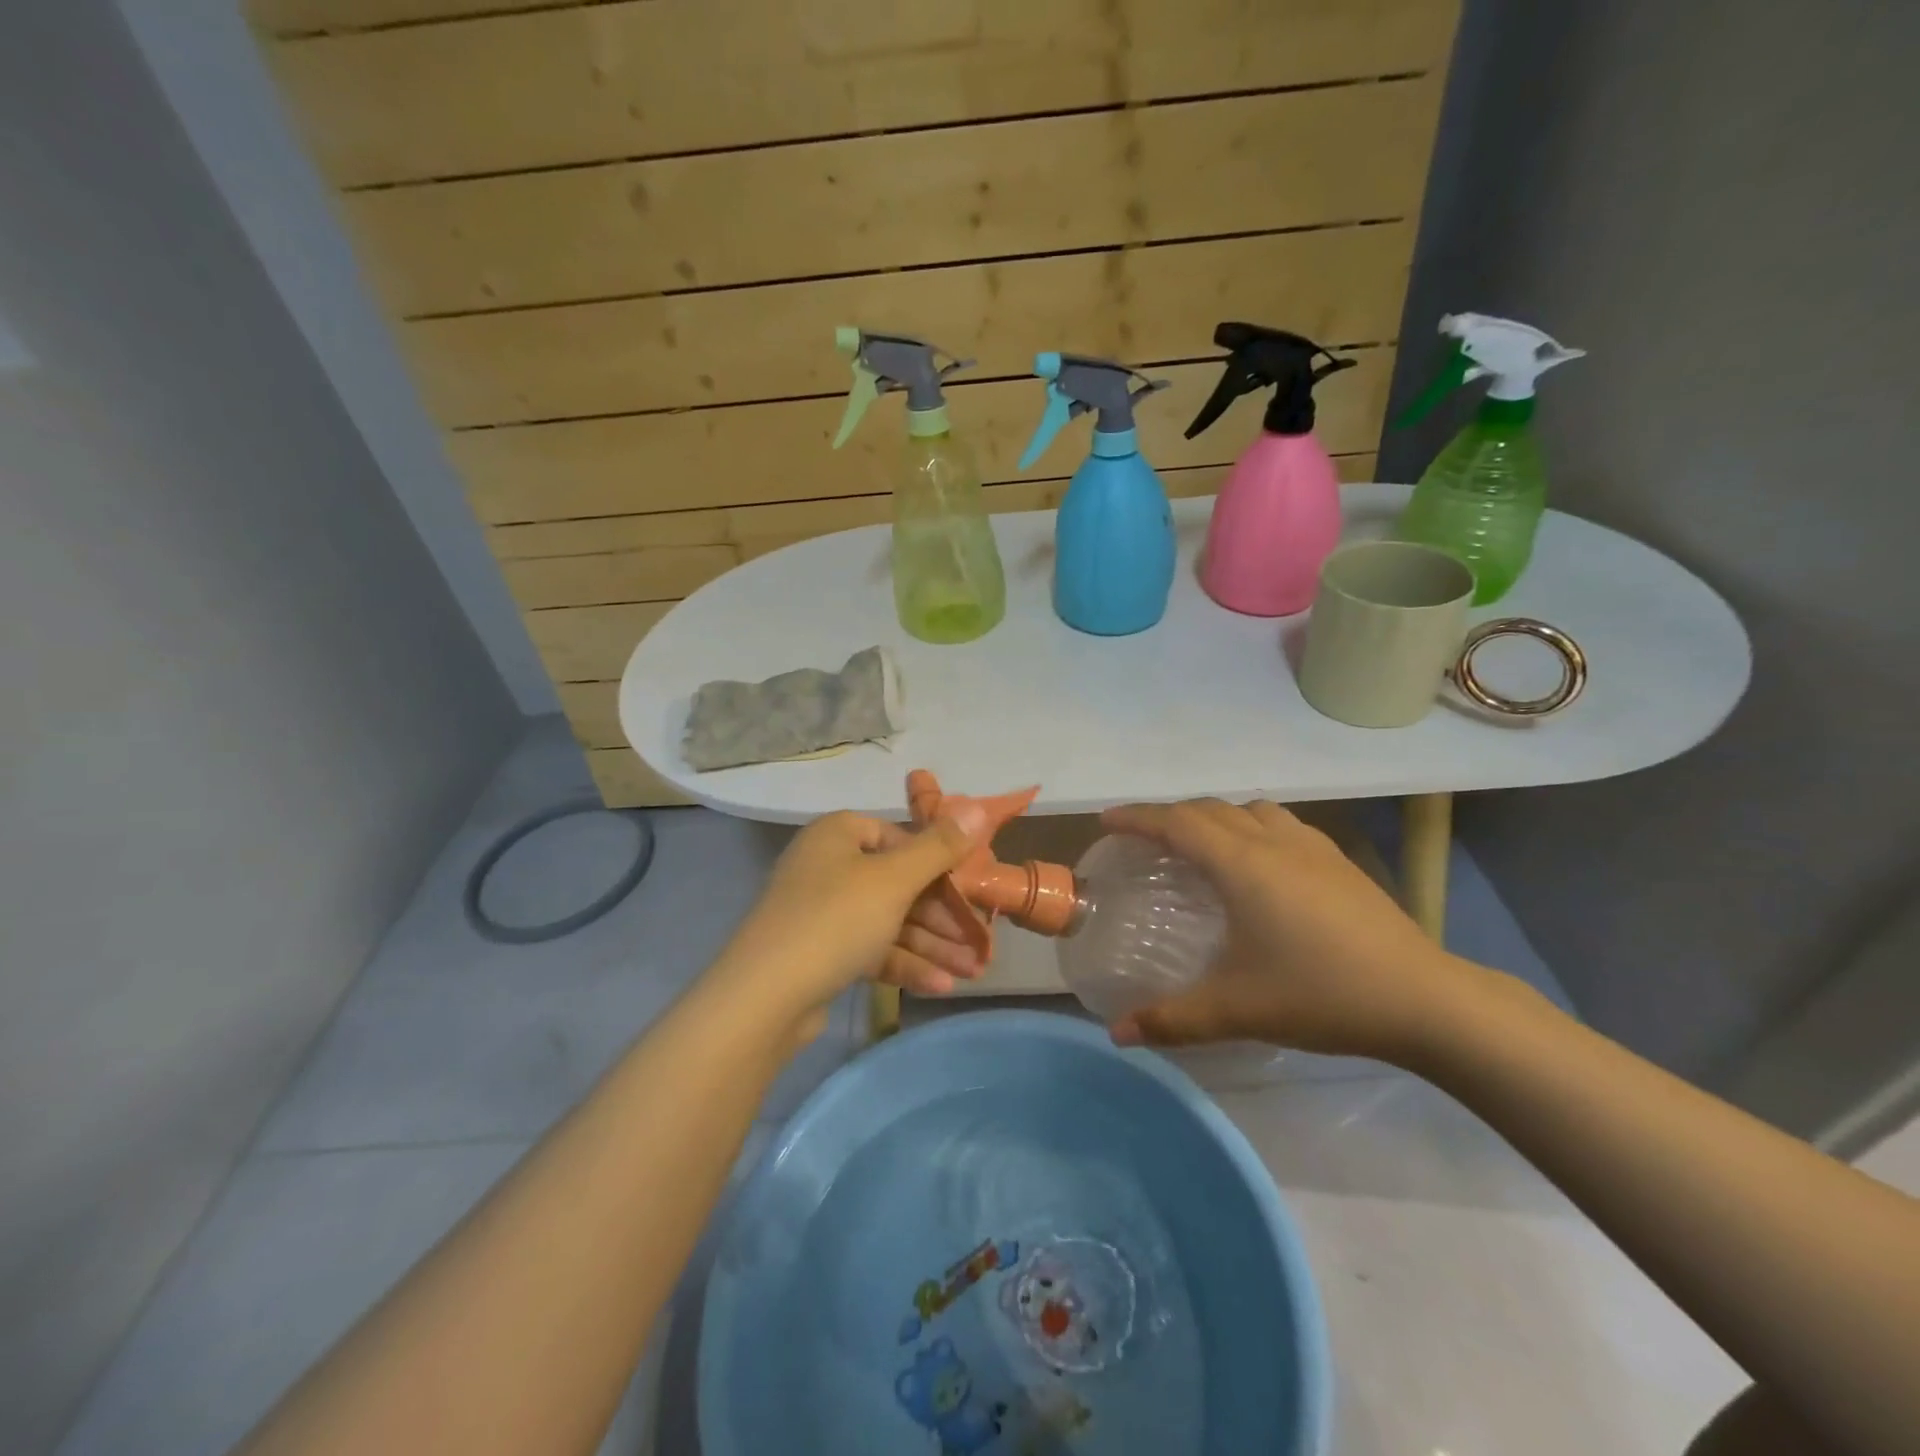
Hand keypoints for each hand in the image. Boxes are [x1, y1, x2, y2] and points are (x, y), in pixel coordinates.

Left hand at [710, 804, 990, 1033]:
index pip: (899, 836)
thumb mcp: (894, 879)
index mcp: (838, 834)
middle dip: (942, 914)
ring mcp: (822, 912)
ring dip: (931, 943)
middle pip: (898, 882)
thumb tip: (979, 807)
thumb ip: (940, 847)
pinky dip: (904, 963)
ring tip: (973, 971)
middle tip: (979, 939)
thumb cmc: (834, 920)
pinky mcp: (821, 953)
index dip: (938, 860)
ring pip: (889, 920)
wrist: (763, 999)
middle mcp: (828, 866)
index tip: (970, 886)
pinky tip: (940, 986)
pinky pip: (871, 949)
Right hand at [1102, 799, 1488, 1064]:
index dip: (1137, 817)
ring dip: (1215, 817)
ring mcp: (1312, 847)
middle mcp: (1273, 842)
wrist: (1425, 1000)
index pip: (1176, 822)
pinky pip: (1280, 824)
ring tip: (1200, 846)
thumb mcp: (1237, 1010)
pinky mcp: (1339, 862)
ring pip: (1249, 810)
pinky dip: (1252, 827)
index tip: (1107, 821)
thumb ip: (1172, 1020)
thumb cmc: (1321, 994)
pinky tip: (1260, 864)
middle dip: (1169, 815)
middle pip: (1208, 809)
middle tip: (1143, 839)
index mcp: (1242, 864)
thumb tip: (1117, 1034)